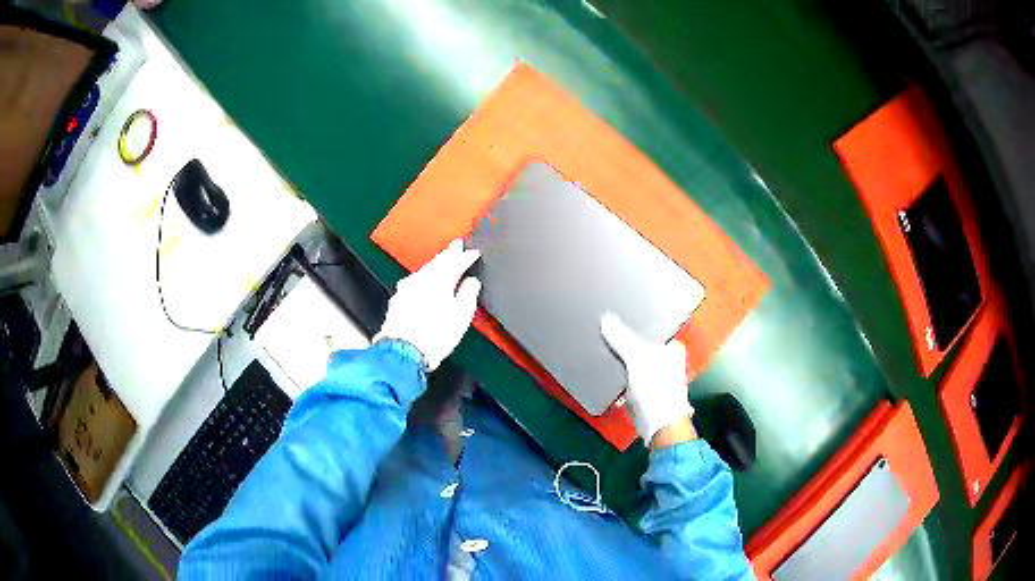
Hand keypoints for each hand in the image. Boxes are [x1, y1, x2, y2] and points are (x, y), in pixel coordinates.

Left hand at [375, 240, 481, 370]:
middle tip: (457, 245)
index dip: (466, 256)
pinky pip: (414, 281)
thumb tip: (472, 282)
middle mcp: (421, 279)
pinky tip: (424, 281)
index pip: (456, 262)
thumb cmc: (434, 336)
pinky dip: (423, 278)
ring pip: (424, 270)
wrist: (403, 351)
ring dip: (435, 264)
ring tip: (442, 261)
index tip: (473, 252)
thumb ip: (468, 293)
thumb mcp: (461, 315)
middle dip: (448, 254)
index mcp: (440, 280)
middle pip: (437, 262)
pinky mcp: (398, 300)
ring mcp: (407, 288)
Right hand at [601, 312, 694, 447]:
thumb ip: (621, 339)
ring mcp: (657, 377)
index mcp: (672, 347)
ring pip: (634, 361)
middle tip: (607, 334)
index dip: (633, 324)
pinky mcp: (646, 391)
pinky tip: (610, 371)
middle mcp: (668, 360)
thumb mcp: (636, 359)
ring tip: (606, 350)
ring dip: (622, 360)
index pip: (650, 328)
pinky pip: (629, 377)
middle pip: (641, 345)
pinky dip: (621, 375)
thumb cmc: (656, 389)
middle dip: (625, 343)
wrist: (659, 425)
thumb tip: (606, 318)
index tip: (615, 319)